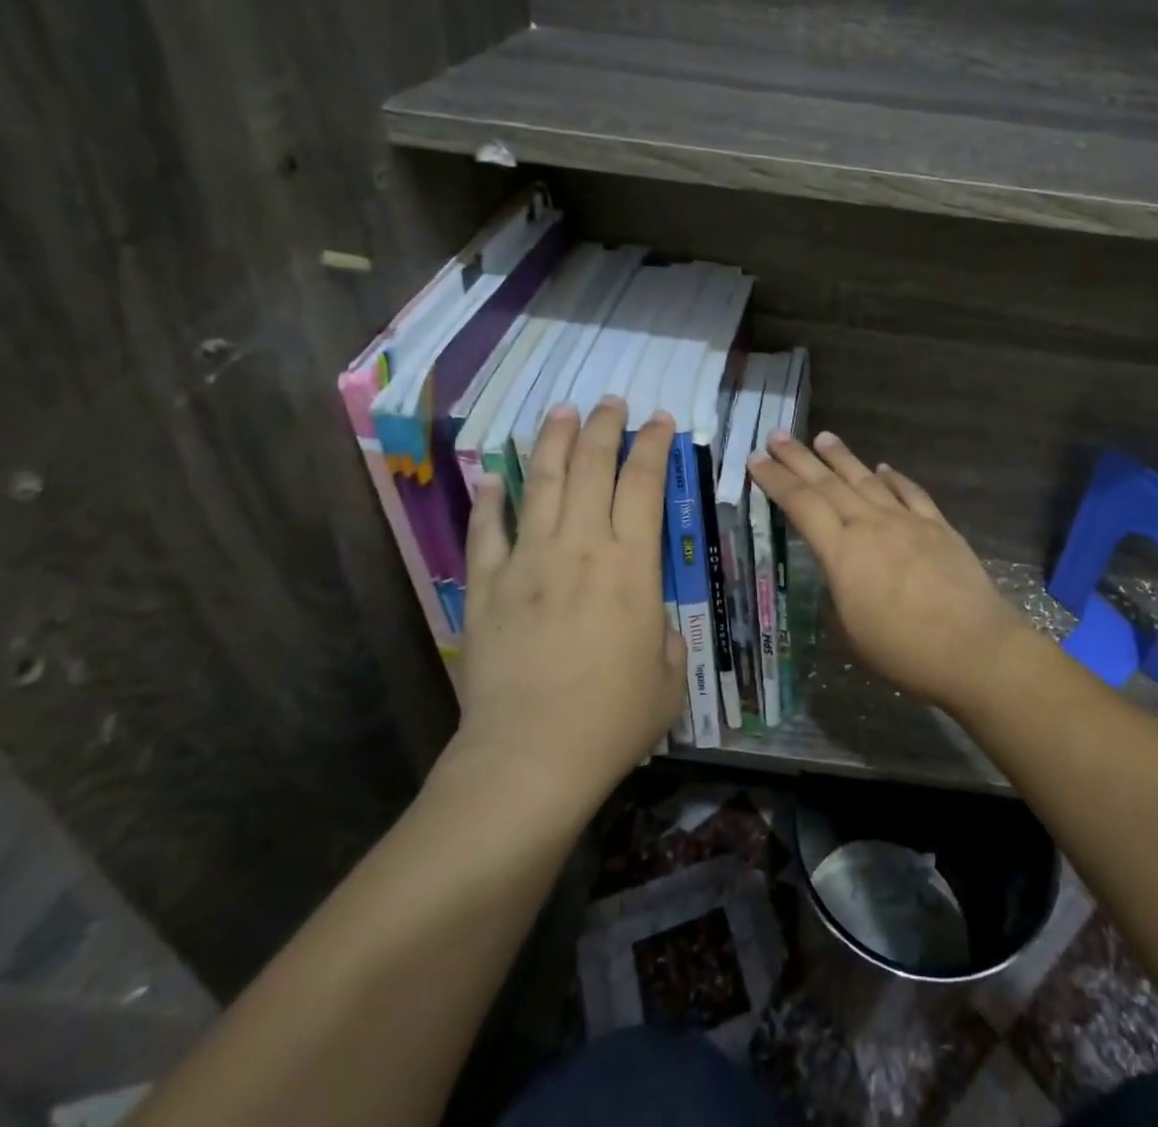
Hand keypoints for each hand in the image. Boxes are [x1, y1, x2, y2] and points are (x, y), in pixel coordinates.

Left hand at [440, 399, 686, 813]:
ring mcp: (528, 562)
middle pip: (592, 468)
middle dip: (604, 428)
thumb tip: (650, 624)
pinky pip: (488, 531)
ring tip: (562, 412)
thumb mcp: (669, 678)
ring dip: (554, 443)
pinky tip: (493, 475)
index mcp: (632, 565)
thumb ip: (666, 638)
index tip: (659, 420)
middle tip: (610, 402)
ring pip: (543, 484)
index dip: (653, 445)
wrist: (532, 756)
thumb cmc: (614, 719)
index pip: (645, 484)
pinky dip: (491, 499)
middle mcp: (581, 548)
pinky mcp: (488, 587)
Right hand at [747, 431, 1034, 712]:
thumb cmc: (904, 650)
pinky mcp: (938, 526)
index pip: (801, 505)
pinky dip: (894, 478)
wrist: (974, 647)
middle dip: (799, 458)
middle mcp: (871, 525)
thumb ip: (838, 597)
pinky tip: (884, 468)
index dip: (776, 480)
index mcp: (842, 552)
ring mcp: (907, 521)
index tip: (756, 460)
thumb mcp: (851, 633)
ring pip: (867, 480)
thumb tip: (839, 578)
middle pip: (829, 483)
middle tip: (777, 435)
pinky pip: (911, 493)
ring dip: (842, 458)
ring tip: (823, 437)